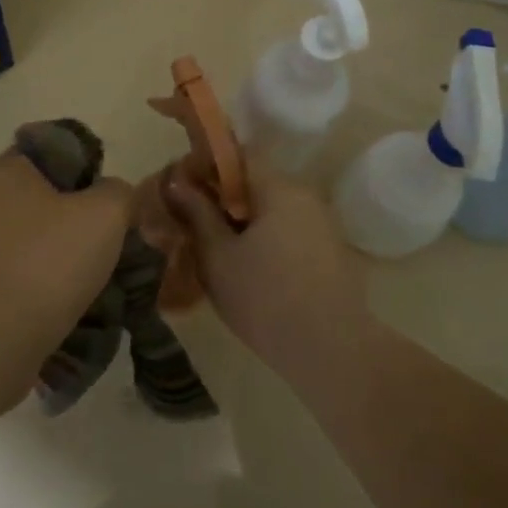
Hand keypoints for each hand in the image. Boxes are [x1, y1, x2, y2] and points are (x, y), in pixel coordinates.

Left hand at [0, 150, 132, 341]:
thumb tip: (112, 197)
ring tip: (100, 282)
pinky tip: (73, 307)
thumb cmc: (47, 261)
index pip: (51, 150)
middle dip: (79, 219)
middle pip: (45, 199)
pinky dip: (46, 289)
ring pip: (35, 242)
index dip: (86, 165)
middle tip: (113, 241)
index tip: (110, 196)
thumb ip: (119, 193)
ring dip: (65, 258)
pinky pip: (21, 278)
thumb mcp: (106, 214)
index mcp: (9, 171)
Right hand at [163, 168, 368, 374]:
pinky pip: (289, 230)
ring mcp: (321, 224)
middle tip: (193, 224)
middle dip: (223, 198)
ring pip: (272, 209)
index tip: (184, 189)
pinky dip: (265, 239)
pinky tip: (248, 269)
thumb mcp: (218, 257)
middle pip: (256, 182)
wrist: (332, 352)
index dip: (207, 165)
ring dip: (244, 221)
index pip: (239, 155)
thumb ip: (197, 213)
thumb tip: (176, 180)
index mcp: (278, 188)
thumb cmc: (265, 299)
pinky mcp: (330, 251)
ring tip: (216, 251)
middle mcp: (305, 196)